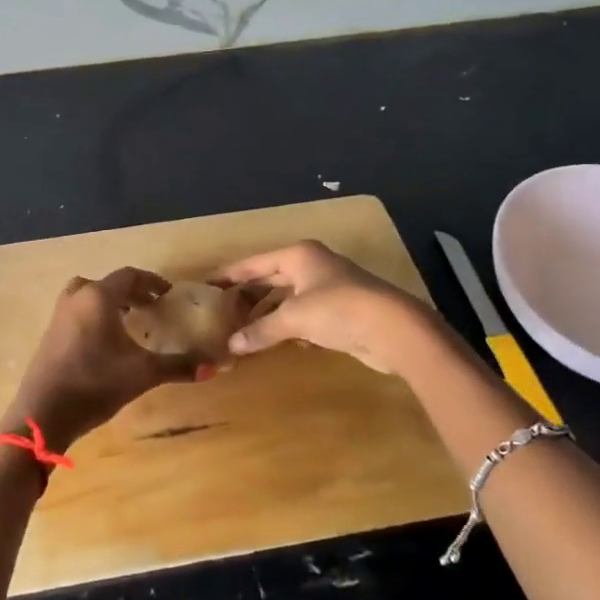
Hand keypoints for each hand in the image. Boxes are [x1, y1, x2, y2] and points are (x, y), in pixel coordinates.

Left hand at [0, 269, 198, 451]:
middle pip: (108, 284)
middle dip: (133, 292)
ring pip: (89, 295)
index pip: (130, 276)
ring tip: (130, 320)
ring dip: (111, 302)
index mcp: (98, 297)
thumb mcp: (142, 374)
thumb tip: (213, 367)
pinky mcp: (50, 333)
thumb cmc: (95, 384)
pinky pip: (78, 311)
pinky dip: (95, 314)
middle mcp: (77, 298)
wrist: (43, 413)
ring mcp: (59, 315)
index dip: (152, 282)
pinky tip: (107, 341)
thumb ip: (178, 366)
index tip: (169, 294)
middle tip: (152, 306)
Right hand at [213, 240, 445, 374]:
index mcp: (298, 255)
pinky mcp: (339, 310)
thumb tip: (232, 345)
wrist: (392, 328)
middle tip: (220, 311)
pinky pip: (301, 314)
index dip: (230, 275)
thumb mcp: (294, 317)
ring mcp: (327, 287)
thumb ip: (261, 329)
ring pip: (286, 297)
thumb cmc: (338, 309)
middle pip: (270, 278)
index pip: (254, 263)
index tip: (206, 286)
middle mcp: (311, 265)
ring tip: (241, 330)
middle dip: (247, 295)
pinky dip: (286, 324)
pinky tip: (273, 339)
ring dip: (266, 313)